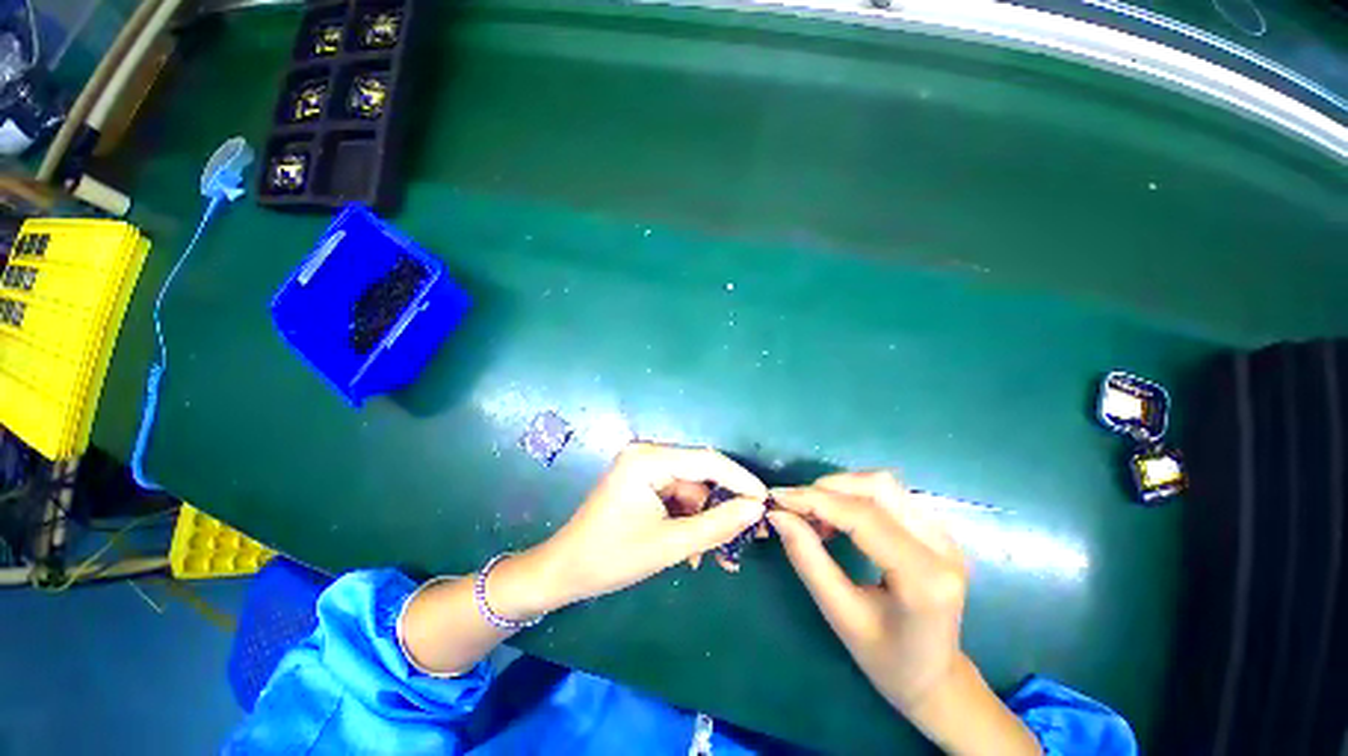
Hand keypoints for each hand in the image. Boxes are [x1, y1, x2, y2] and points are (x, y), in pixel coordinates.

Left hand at [533, 442, 767, 608]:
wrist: (564, 572)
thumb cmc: (611, 558)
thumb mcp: (669, 544)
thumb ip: (717, 525)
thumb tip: (756, 509)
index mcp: (648, 459)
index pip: (707, 461)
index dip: (740, 480)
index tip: (766, 502)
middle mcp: (647, 454)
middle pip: (700, 474)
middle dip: (723, 506)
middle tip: (749, 534)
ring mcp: (645, 467)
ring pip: (692, 489)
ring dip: (706, 520)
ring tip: (718, 556)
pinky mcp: (644, 482)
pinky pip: (678, 497)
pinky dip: (690, 521)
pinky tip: (696, 549)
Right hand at [768, 472, 968, 715]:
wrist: (936, 677)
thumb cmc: (887, 659)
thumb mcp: (839, 615)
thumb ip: (808, 560)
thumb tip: (777, 515)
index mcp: (924, 578)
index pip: (863, 517)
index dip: (815, 500)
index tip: (777, 497)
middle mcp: (942, 546)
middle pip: (877, 487)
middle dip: (826, 489)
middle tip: (794, 508)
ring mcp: (944, 534)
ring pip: (883, 484)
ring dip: (840, 489)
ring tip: (814, 515)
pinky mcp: (936, 529)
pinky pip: (888, 494)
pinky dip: (854, 496)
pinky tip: (837, 517)